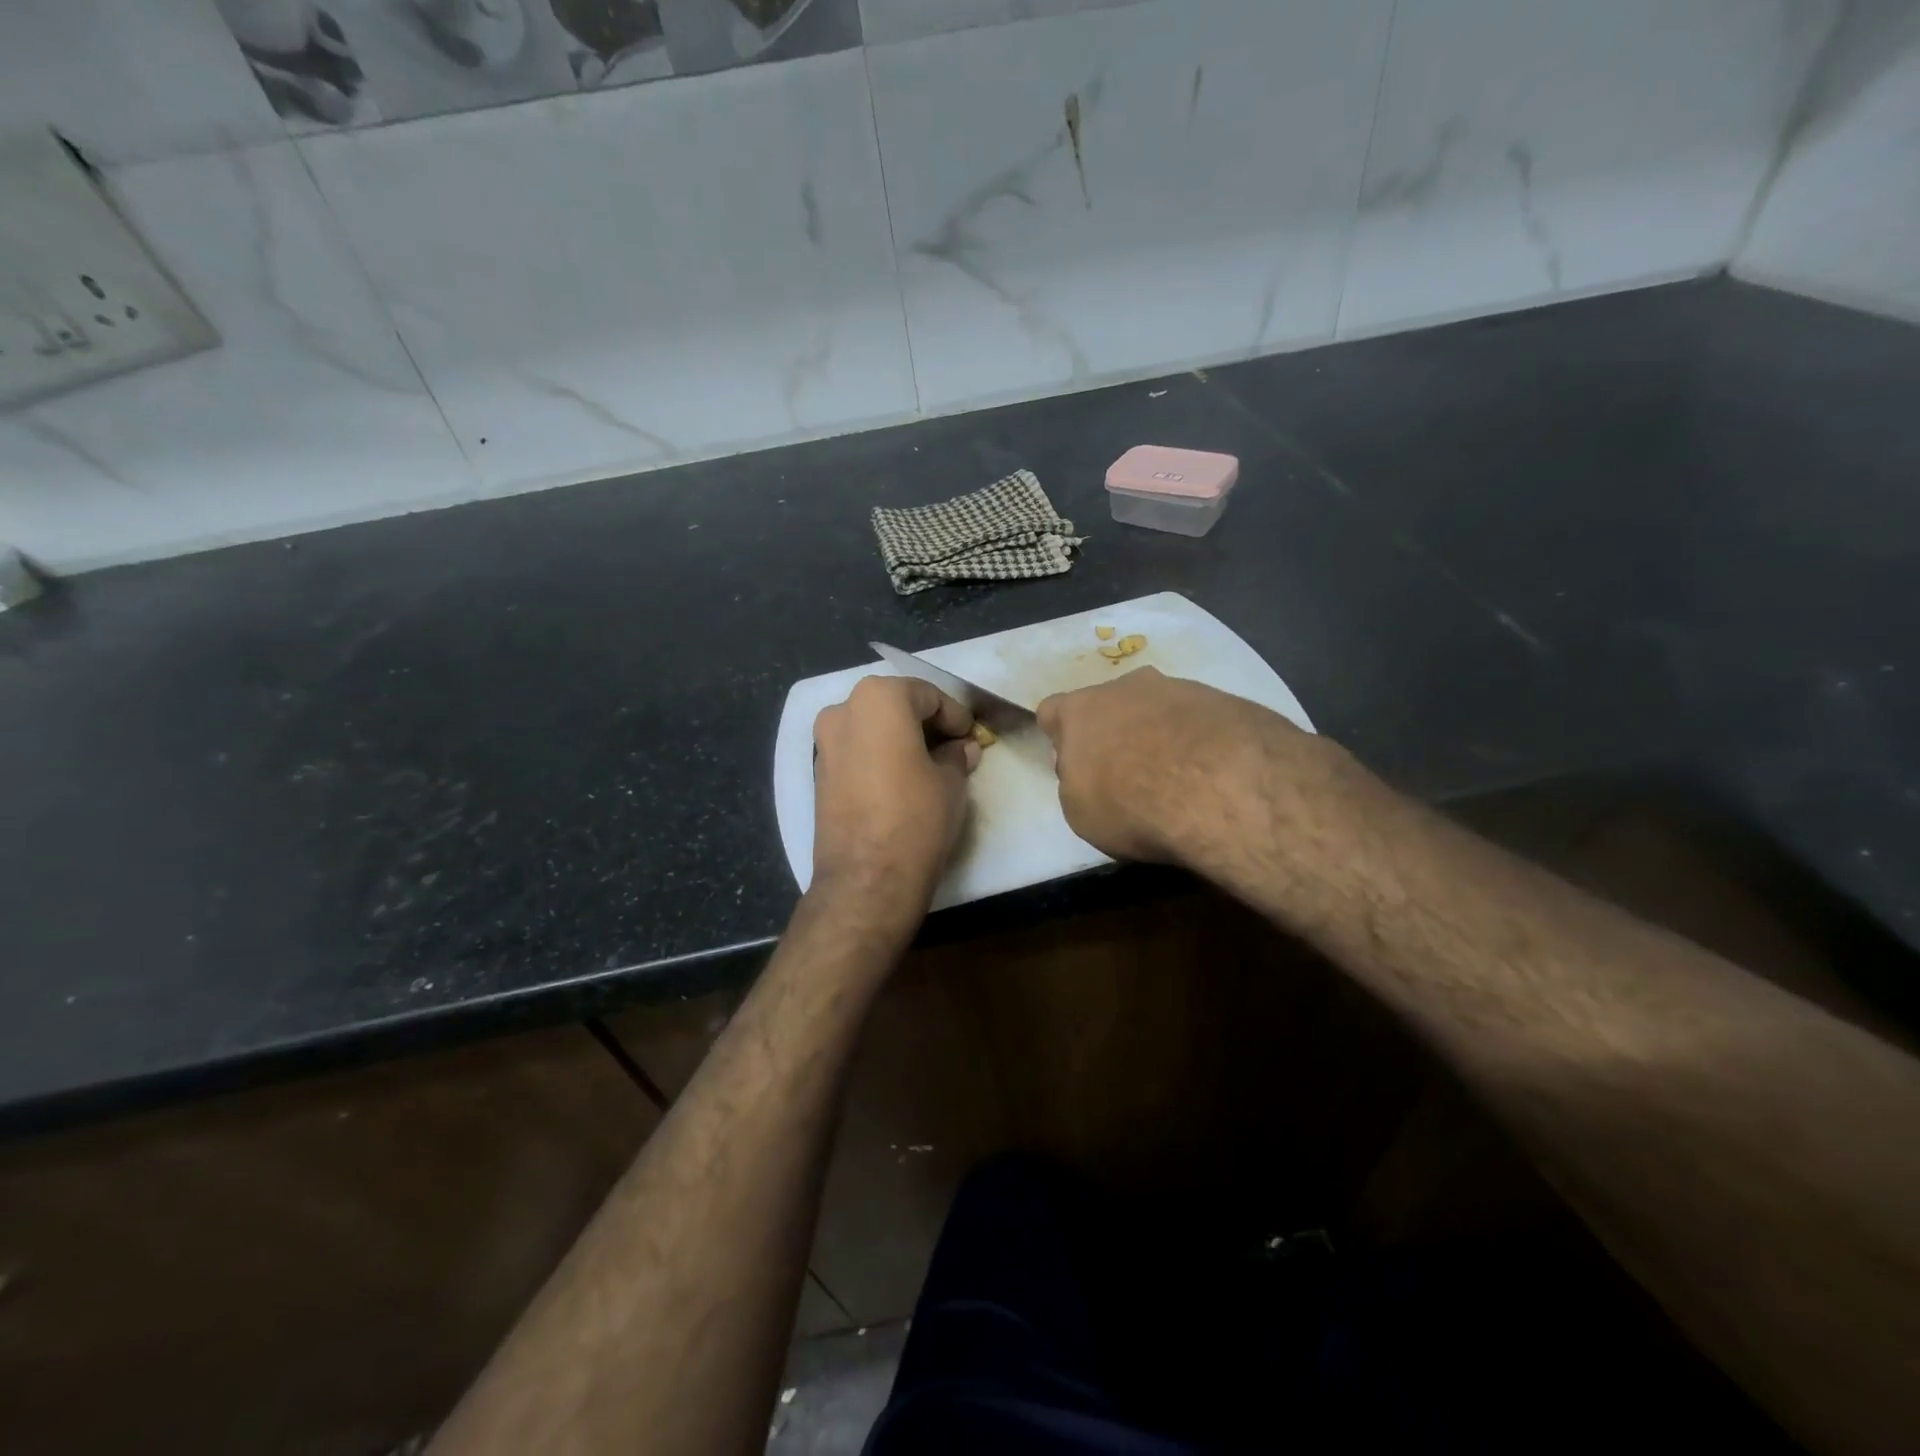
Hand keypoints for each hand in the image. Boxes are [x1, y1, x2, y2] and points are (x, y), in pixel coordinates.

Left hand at [811, 675, 981, 927]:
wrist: (867, 878)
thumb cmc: (916, 816)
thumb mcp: (951, 782)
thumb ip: (956, 756)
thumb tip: (962, 749)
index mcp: (878, 699)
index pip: (926, 695)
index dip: (954, 715)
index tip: (970, 736)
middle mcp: (843, 710)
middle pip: (894, 706)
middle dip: (925, 724)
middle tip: (953, 748)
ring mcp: (824, 743)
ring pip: (872, 728)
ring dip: (900, 739)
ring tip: (929, 765)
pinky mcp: (818, 774)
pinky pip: (856, 752)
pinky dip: (879, 757)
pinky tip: (901, 780)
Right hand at [1038, 667, 1329, 864]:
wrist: (1220, 788)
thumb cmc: (1131, 804)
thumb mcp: (1081, 812)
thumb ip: (1076, 783)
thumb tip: (1088, 771)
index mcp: (1081, 711)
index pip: (1053, 710)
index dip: (1060, 736)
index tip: (1073, 764)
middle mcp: (1125, 687)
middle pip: (1109, 703)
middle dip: (1114, 730)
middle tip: (1128, 771)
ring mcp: (1179, 687)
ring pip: (1158, 707)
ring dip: (1160, 732)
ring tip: (1178, 775)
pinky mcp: (1225, 700)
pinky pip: (1200, 718)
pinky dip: (1200, 740)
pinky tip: (1213, 772)